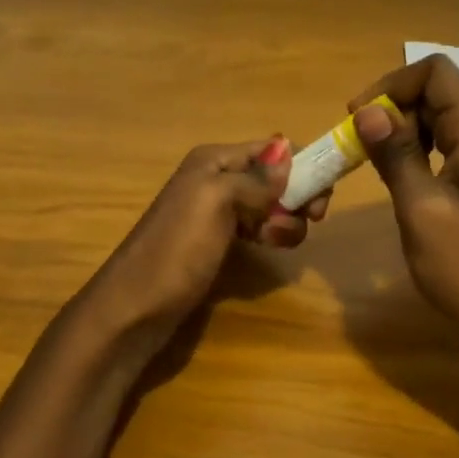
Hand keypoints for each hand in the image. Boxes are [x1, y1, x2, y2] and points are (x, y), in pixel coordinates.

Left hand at [73, 138, 327, 344]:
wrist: (135, 309)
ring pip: (270, 204)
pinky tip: (267, 249)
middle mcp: (216, 178)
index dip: (301, 164)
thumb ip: (255, 179)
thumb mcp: (216, 202)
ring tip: (276, 242)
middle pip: (274, 176)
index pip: (271, 148)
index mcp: (214, 160)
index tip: (322, 195)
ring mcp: (216, 212)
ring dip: (285, 220)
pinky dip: (270, 235)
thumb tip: (289, 157)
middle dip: (297, 195)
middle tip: (311, 220)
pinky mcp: (218, 242)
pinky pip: (256, 228)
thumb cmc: (176, 251)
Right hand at [350, 56, 458, 373]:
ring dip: (400, 131)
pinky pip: (442, 150)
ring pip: (438, 122)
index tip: (359, 118)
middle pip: (437, 93)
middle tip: (357, 144)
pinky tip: (396, 180)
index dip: (393, 84)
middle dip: (392, 107)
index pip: (437, 73)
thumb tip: (367, 111)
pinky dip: (414, 154)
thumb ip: (396, 156)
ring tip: (370, 160)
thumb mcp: (423, 210)